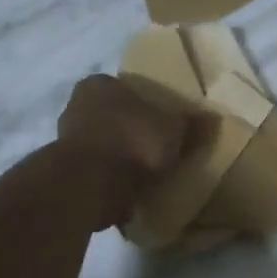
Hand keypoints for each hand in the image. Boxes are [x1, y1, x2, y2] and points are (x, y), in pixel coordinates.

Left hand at [56, 75, 199, 227]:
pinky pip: (94, 172)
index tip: (162, 122)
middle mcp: (75, 106)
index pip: (124, 88)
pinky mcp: (63, 174)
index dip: (145, 104)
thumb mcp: (174, 129)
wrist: (90, 185)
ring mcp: (64, 141)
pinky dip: (109, 181)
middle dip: (131, 132)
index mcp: (99, 85)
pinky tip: (129, 192)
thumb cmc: (132, 140)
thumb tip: (213, 120)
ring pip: (102, 145)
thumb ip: (191, 124)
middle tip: (157, 148)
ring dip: (119, 159)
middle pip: (111, 117)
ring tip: (146, 175)